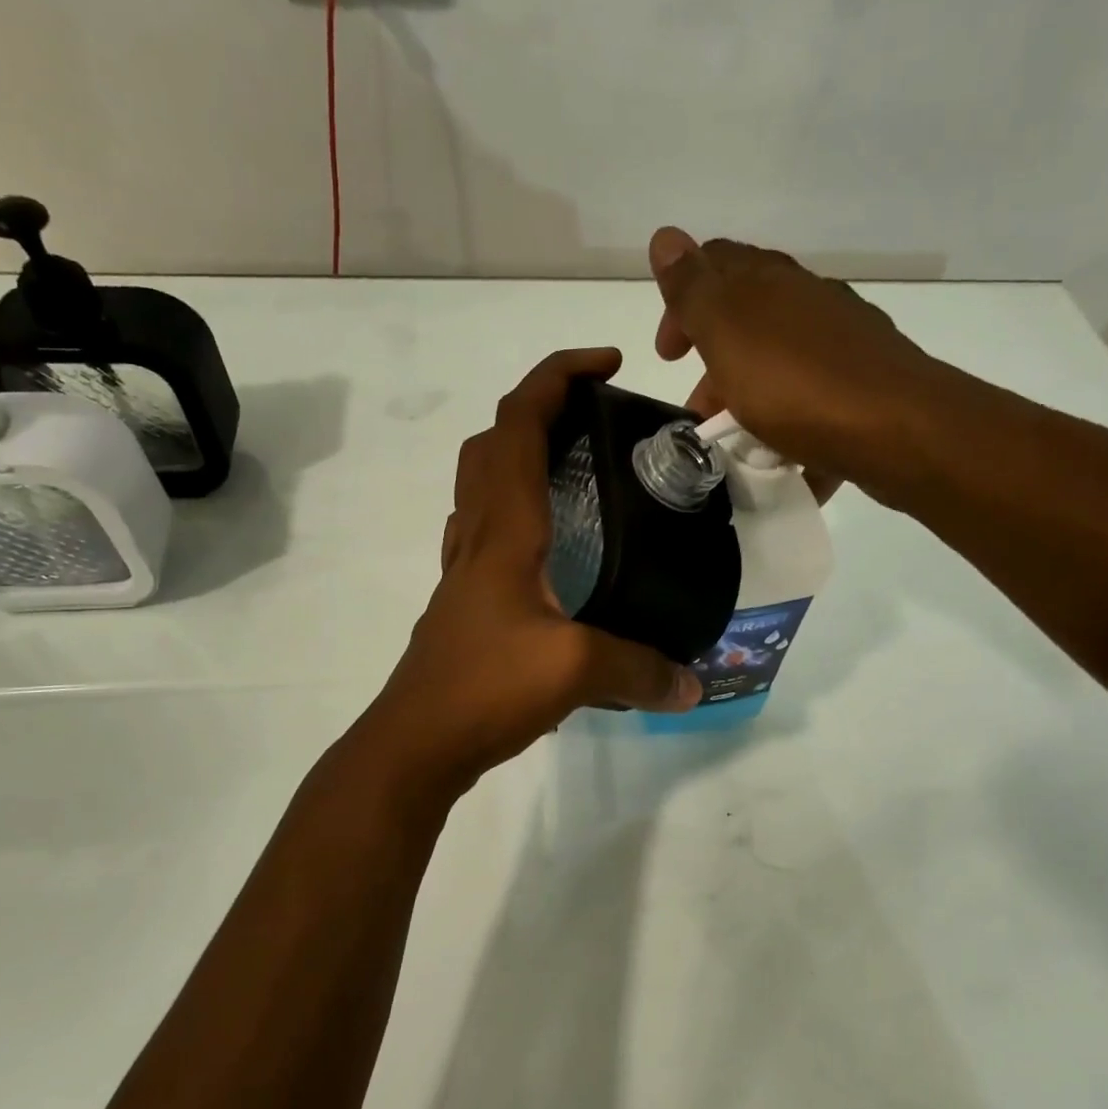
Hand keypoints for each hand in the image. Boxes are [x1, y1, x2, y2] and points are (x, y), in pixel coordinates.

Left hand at [366, 348, 702, 792]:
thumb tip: (692, 685)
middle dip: (538, 407)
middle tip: (593, 418)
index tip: (607, 365)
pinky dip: (515, 513)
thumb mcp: (574, 671)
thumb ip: (640, 669)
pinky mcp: (464, 604)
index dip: (557, 376)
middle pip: (492, 443)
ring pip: (480, 486)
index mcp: (504, 530)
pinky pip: (485, 534)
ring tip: (576, 472)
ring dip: (519, 455)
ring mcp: (464, 571)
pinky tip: (551, 551)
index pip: (518, 424)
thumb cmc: (484, 688)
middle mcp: (477, 537)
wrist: (415, 743)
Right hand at [649, 228, 943, 502]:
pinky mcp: (866, 385)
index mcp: (770, 282)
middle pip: (748, 320)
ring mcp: (843, 342)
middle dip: (714, 363)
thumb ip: (693, 290)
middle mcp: (809, 301)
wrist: (896, 429)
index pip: (714, 268)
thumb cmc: (796, 384)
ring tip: (739, 443)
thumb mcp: (728, 333)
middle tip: (700, 412)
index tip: (669, 356)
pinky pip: (814, 398)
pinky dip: (791, 423)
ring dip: (750, 396)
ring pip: (781, 362)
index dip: (681, 306)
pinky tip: (787, 455)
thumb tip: (665, 236)